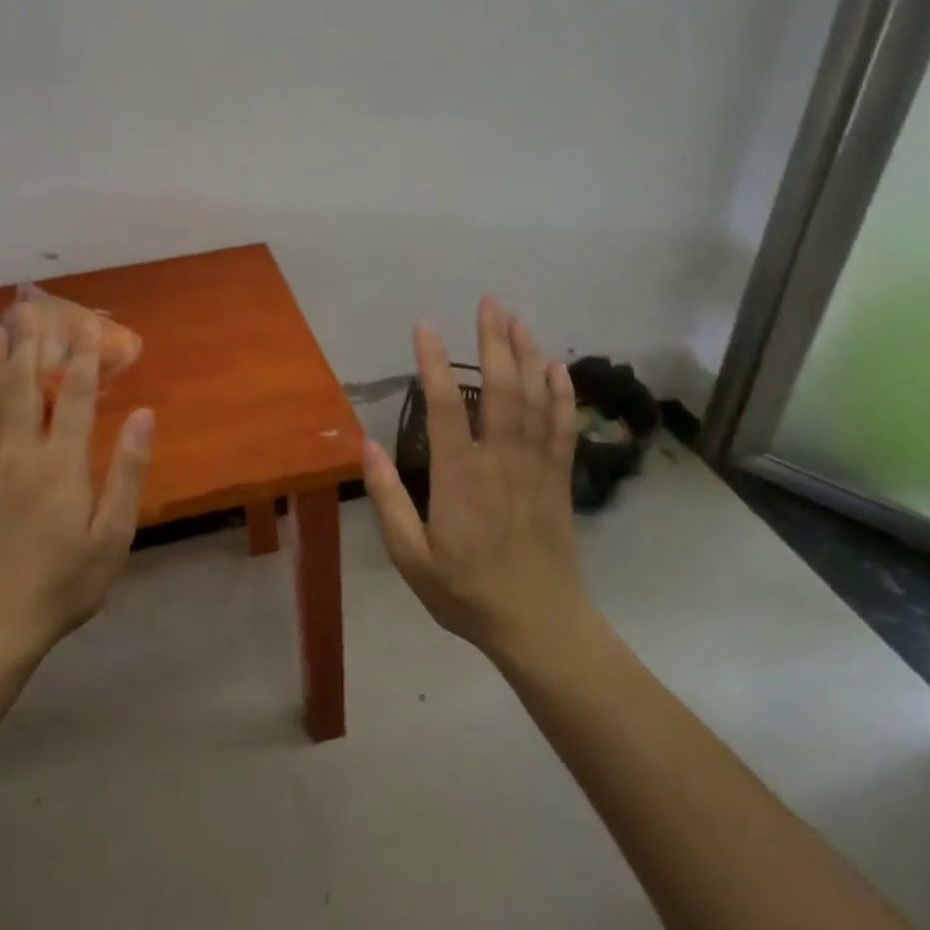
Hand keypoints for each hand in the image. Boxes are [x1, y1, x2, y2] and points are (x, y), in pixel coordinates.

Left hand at [0, 305, 154, 666]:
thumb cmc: (66, 582)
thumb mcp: (113, 535)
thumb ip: (127, 472)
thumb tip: (144, 416)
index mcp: (60, 465)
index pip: (73, 396)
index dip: (83, 357)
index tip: (87, 324)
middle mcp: (18, 455)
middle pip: (23, 386)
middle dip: (31, 344)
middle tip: (31, 307)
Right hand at [362, 297, 592, 668]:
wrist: (539, 626)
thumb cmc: (467, 593)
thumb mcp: (411, 558)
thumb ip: (388, 500)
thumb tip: (366, 445)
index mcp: (460, 479)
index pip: (447, 408)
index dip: (436, 363)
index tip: (425, 326)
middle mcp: (501, 463)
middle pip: (501, 391)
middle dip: (494, 342)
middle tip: (488, 302)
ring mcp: (536, 469)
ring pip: (536, 402)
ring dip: (529, 356)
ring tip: (519, 319)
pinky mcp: (559, 480)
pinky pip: (563, 429)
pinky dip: (563, 395)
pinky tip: (559, 367)